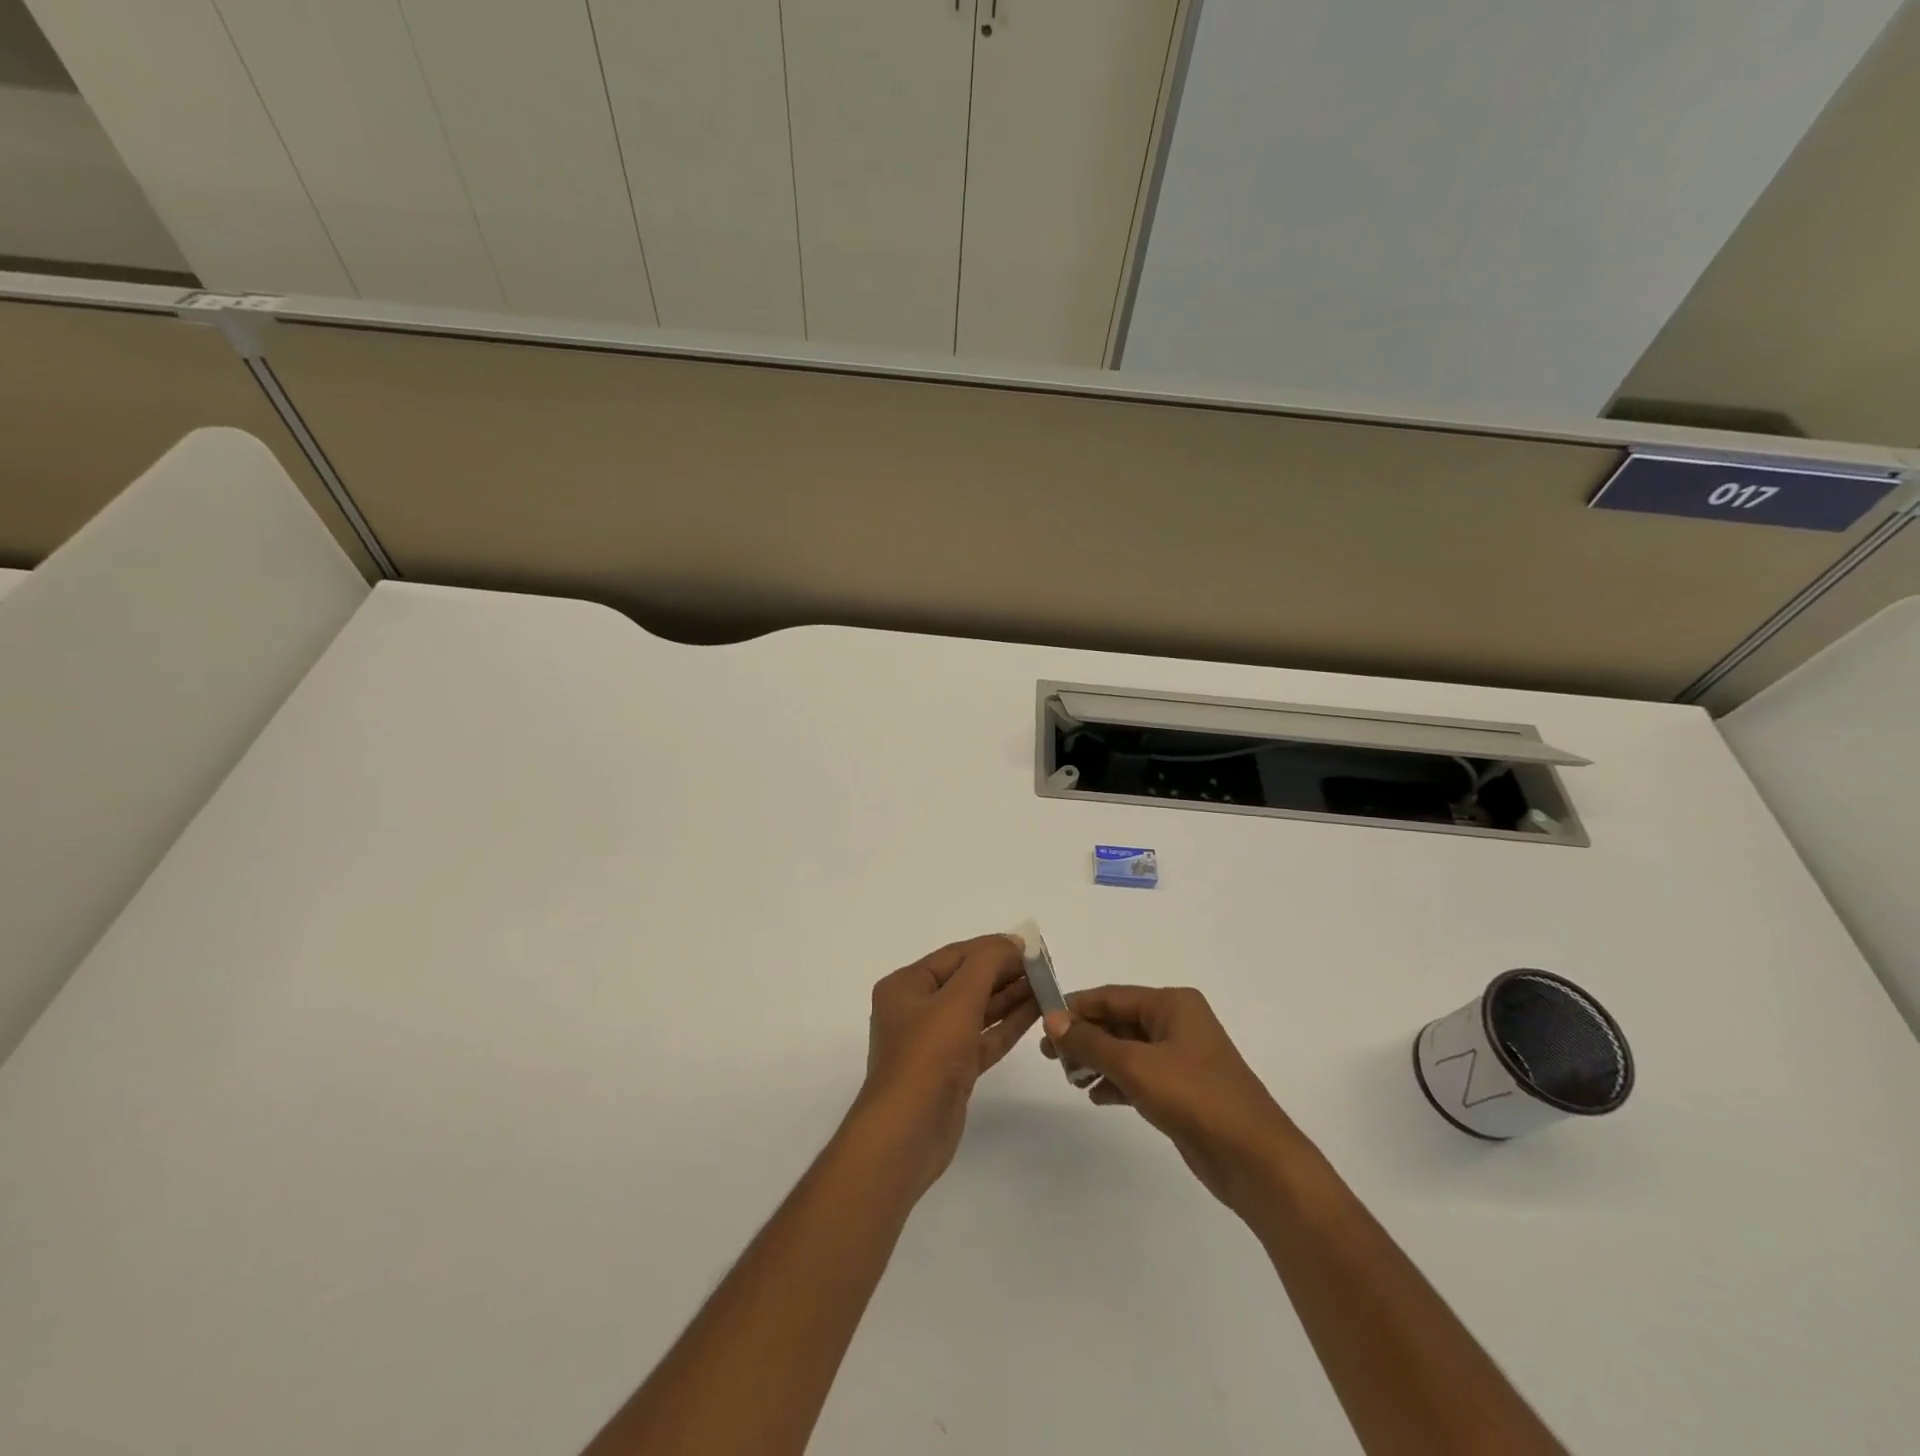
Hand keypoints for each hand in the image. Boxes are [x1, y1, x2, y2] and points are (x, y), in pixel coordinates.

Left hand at [852, 934, 1040, 1196]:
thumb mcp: (958, 1000)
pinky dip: (1007, 1025)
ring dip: (1011, 997)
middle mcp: (917, 1010)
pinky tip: (1035, 1012)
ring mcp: (935, 1042)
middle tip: (1045, 967)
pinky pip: (983, 1038)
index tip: (1031, 946)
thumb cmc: (927, 1056)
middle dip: (1005, 972)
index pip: (956, 955)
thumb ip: (987, 964)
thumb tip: (1012, 942)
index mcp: (906, 986)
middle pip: (967, 981)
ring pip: (978, 1010)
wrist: (906, 1135)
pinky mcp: (952, 1070)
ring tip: (1047, 985)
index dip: (993, 948)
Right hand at [1042, 986, 1305, 1214]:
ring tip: (1069, 1078)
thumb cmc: (1196, 1098)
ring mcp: (1181, 1058)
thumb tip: (1052, 1019)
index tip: (1041, 1023)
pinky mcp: (1182, 1091)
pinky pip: (1139, 1076)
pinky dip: (1116, 1082)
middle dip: (1084, 1037)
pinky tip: (1095, 1096)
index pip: (1111, 997)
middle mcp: (1177, 1023)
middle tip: (1049, 1056)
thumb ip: (1091, 1042)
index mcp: (1173, 1004)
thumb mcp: (1136, 1066)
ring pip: (1127, 1050)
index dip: (1075, 1008)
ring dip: (1097, 1061)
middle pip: (1118, 1022)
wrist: (1255, 1161)